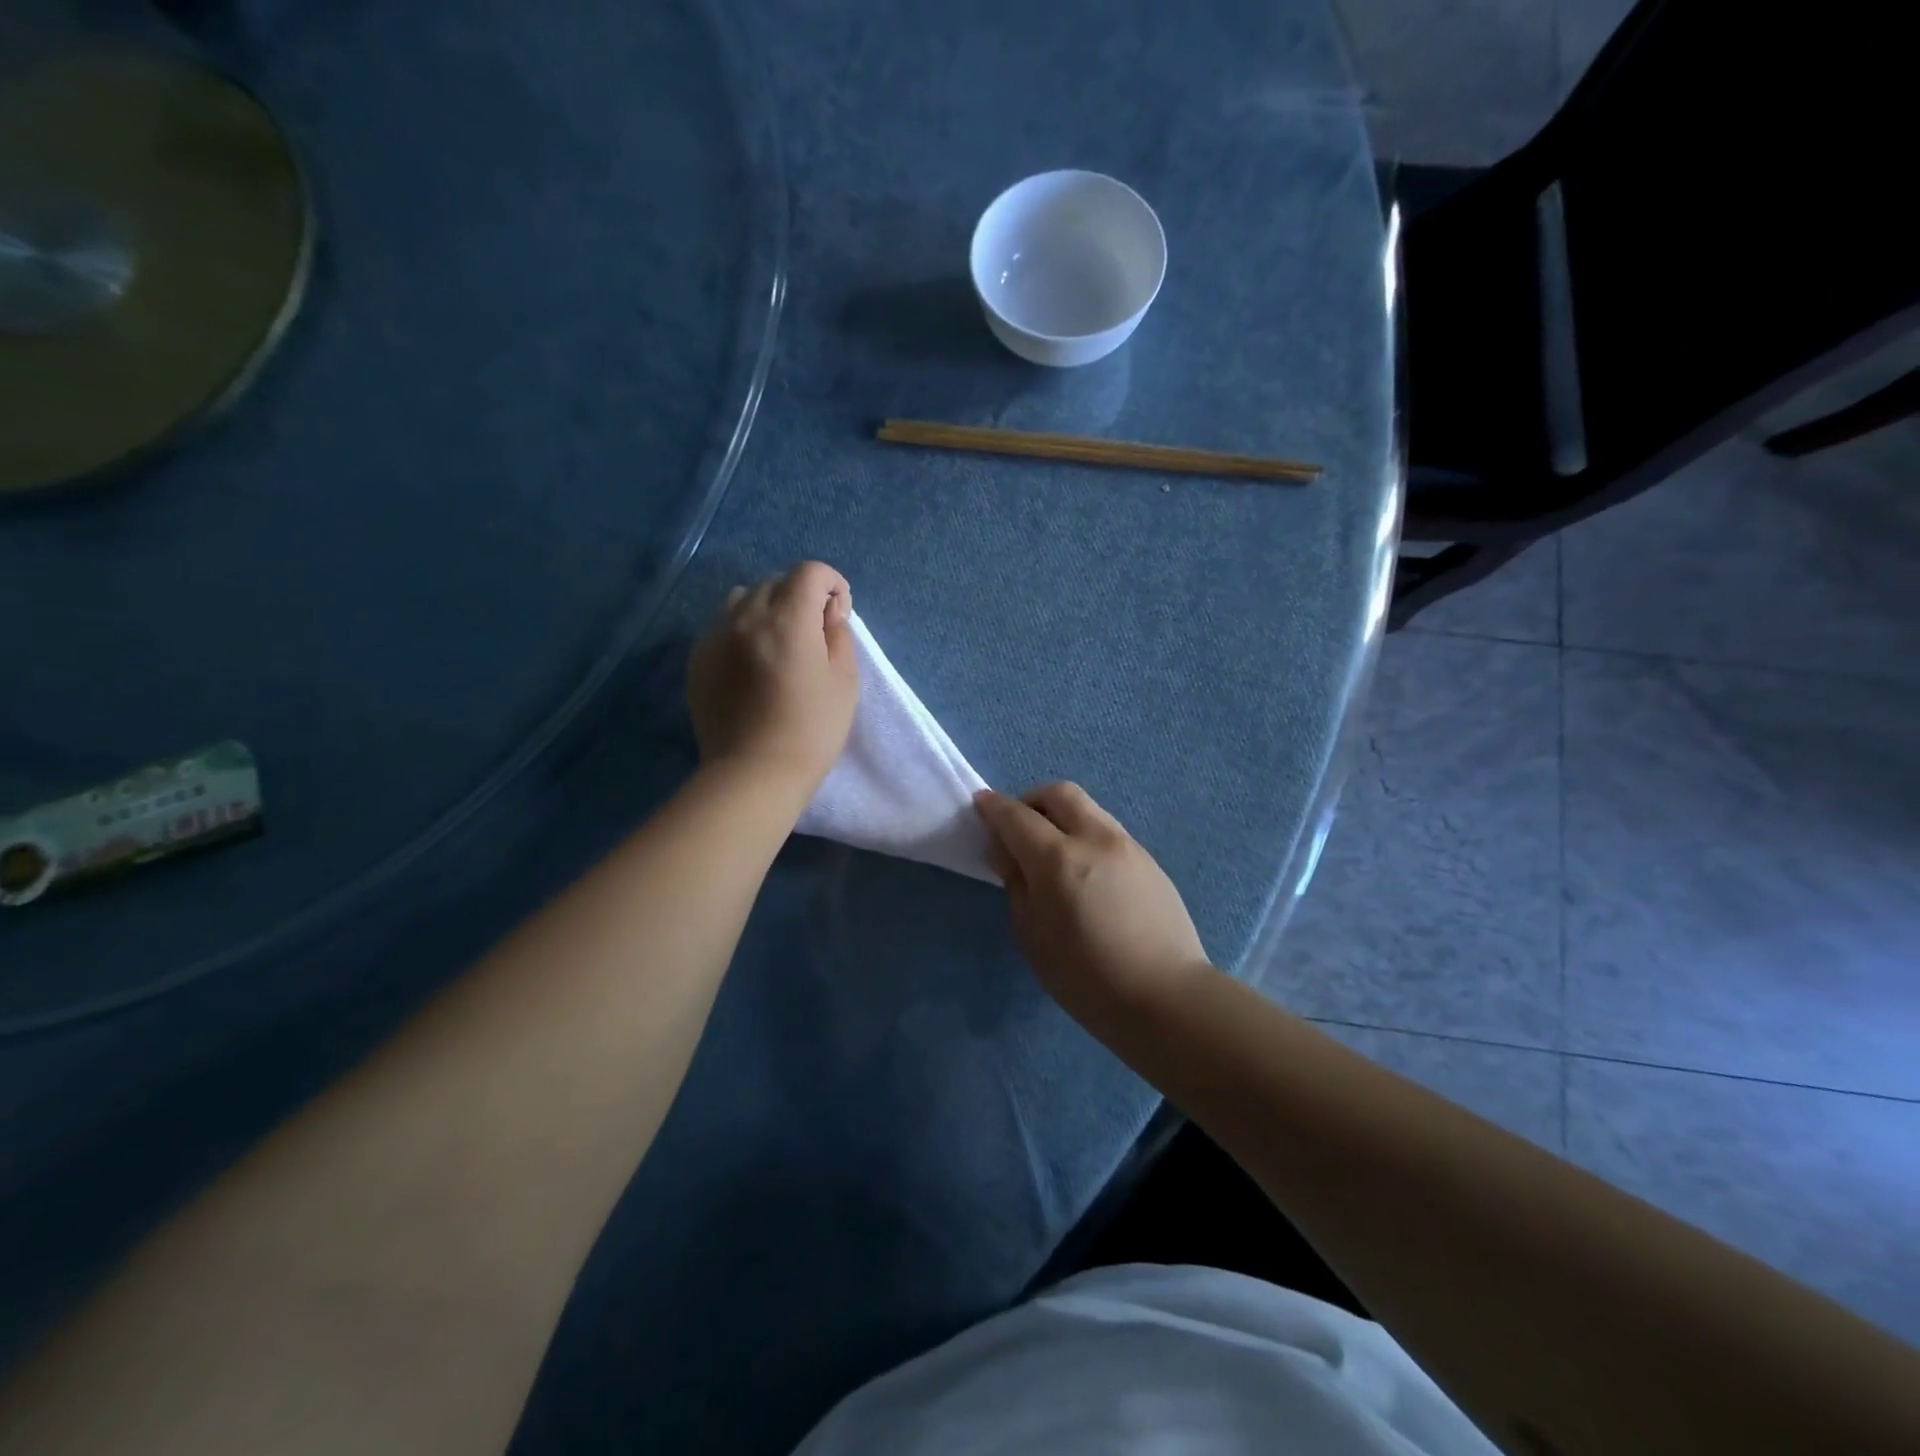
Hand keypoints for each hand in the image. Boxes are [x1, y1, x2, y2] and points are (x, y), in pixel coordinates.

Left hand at [687, 562, 858, 793]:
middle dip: (801, 596)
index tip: (839, 614)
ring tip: (779, 643)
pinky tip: (752, 665)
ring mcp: (716, 636)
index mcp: (788, 619)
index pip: (810, 572)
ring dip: (768, 609)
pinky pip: (723, 626)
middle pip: (776, 582)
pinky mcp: (698, 658)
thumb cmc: (811, 729)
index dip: (832, 584)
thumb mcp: (844, 680)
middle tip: (814, 633)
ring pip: (744, 599)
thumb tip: (827, 613)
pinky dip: (743, 631)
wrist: (753, 773)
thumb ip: (839, 634)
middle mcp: (746, 616)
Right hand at [974, 782, 1212, 1026]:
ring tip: (1051, 851)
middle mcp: (1094, 839)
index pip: (1017, 817)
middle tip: (1018, 826)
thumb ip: (1016, 884)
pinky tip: (1085, 872)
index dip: (994, 807)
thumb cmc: (1086, 977)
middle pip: (1059, 793)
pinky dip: (1085, 835)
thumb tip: (1006, 852)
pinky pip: (1108, 832)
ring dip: (1062, 816)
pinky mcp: (1149, 860)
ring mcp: (1127, 845)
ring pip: (1088, 808)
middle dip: (1031, 800)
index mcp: (1058, 859)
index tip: (981, 804)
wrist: (1166, 997)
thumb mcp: (1033, 936)